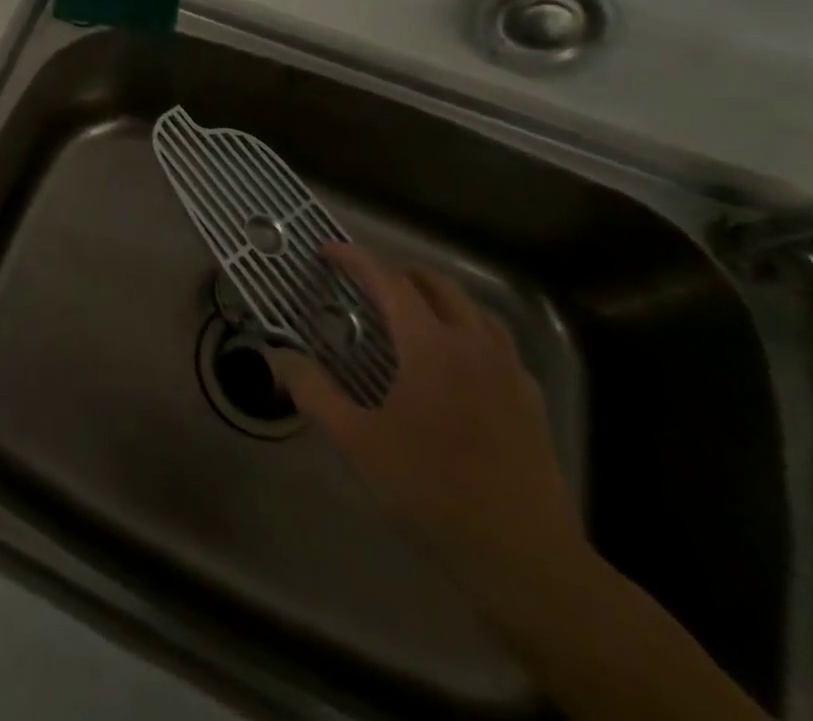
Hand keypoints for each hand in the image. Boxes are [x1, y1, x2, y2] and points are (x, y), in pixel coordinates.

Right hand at [268, 244, 588, 619]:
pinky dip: (468, 329)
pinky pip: (498, 343)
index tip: (327, 250)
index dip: (356, 258)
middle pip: (438, 285)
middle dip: (398, 271)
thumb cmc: (433, 492)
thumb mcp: (357, 443)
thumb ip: (314, 392)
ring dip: (437, 296)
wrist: (526, 561)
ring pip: (475, 309)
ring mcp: (510, 373)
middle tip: (365, 280)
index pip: (390, 281)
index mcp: (432, 347)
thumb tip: (281, 357)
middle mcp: (475, 346)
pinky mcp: (531, 402)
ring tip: (409, 310)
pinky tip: (454, 360)